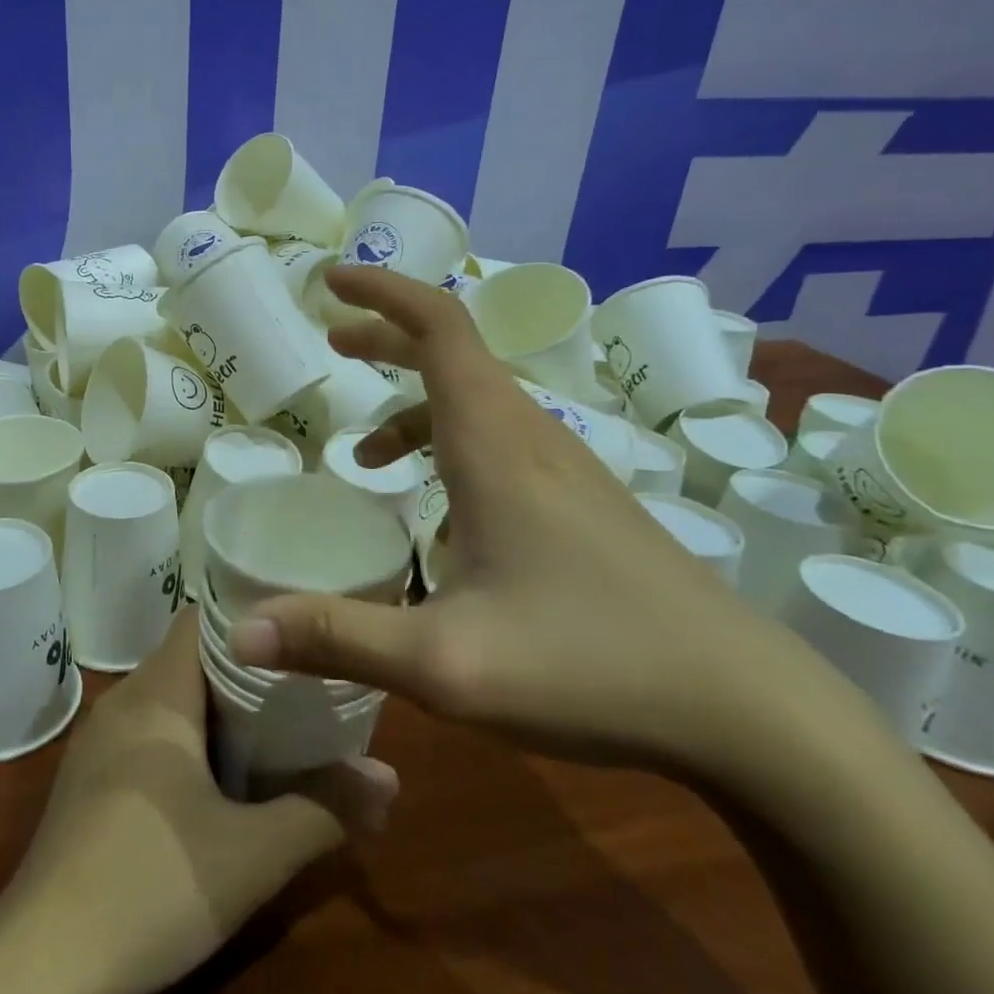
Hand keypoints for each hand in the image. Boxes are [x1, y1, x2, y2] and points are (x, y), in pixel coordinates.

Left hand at [0, 608, 396, 993]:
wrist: (40, 961)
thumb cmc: (153, 885)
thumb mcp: (255, 853)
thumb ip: (326, 808)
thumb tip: (389, 780)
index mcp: (157, 693)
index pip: (202, 619)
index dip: (250, 620)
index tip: (299, 638)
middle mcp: (122, 701)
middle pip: (189, 659)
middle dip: (246, 673)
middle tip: (301, 693)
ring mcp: (97, 740)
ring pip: (168, 699)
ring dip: (216, 712)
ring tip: (272, 734)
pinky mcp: (87, 778)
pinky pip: (145, 733)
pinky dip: (184, 740)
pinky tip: (214, 784)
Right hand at [228, 265, 824, 775]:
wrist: (752, 713)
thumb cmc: (592, 669)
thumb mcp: (445, 663)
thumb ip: (337, 639)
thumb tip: (241, 633)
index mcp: (495, 446)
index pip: (439, 328)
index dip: (383, 292)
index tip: (331, 279)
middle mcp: (533, 440)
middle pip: (454, 355)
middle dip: (387, 339)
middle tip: (333, 345)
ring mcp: (569, 472)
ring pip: (479, 404)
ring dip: (415, 406)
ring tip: (367, 457)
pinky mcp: (588, 507)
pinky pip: (503, 445)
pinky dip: (450, 448)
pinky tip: (443, 519)